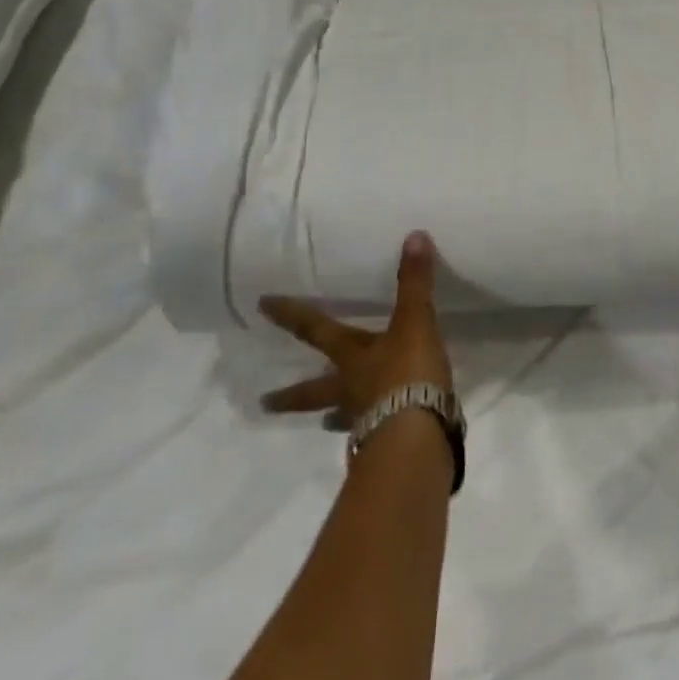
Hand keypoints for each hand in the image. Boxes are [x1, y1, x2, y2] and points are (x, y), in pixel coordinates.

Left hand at [259, 231, 453, 420]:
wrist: (417, 437)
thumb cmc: (408, 375)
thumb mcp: (415, 322)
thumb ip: (415, 283)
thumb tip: (414, 235)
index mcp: (351, 356)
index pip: (315, 330)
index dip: (291, 315)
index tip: (261, 305)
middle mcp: (349, 388)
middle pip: (314, 389)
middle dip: (291, 394)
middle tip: (263, 402)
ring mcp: (363, 420)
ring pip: (339, 415)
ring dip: (329, 416)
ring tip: (325, 421)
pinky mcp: (383, 444)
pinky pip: (370, 434)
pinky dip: (369, 431)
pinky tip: (374, 434)